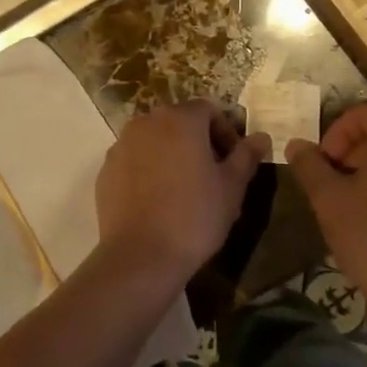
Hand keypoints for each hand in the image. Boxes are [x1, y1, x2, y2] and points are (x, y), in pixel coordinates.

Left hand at [95, 101, 268, 278]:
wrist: (140, 255)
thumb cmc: (195, 216)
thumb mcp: (232, 187)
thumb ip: (246, 156)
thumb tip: (261, 137)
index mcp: (179, 119)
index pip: (208, 110)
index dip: (226, 132)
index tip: (234, 161)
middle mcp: (146, 122)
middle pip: (179, 121)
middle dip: (198, 141)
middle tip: (212, 174)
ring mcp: (121, 145)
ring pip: (154, 140)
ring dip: (171, 154)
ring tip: (184, 188)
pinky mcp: (106, 169)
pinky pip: (134, 160)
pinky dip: (148, 170)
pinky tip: (158, 200)